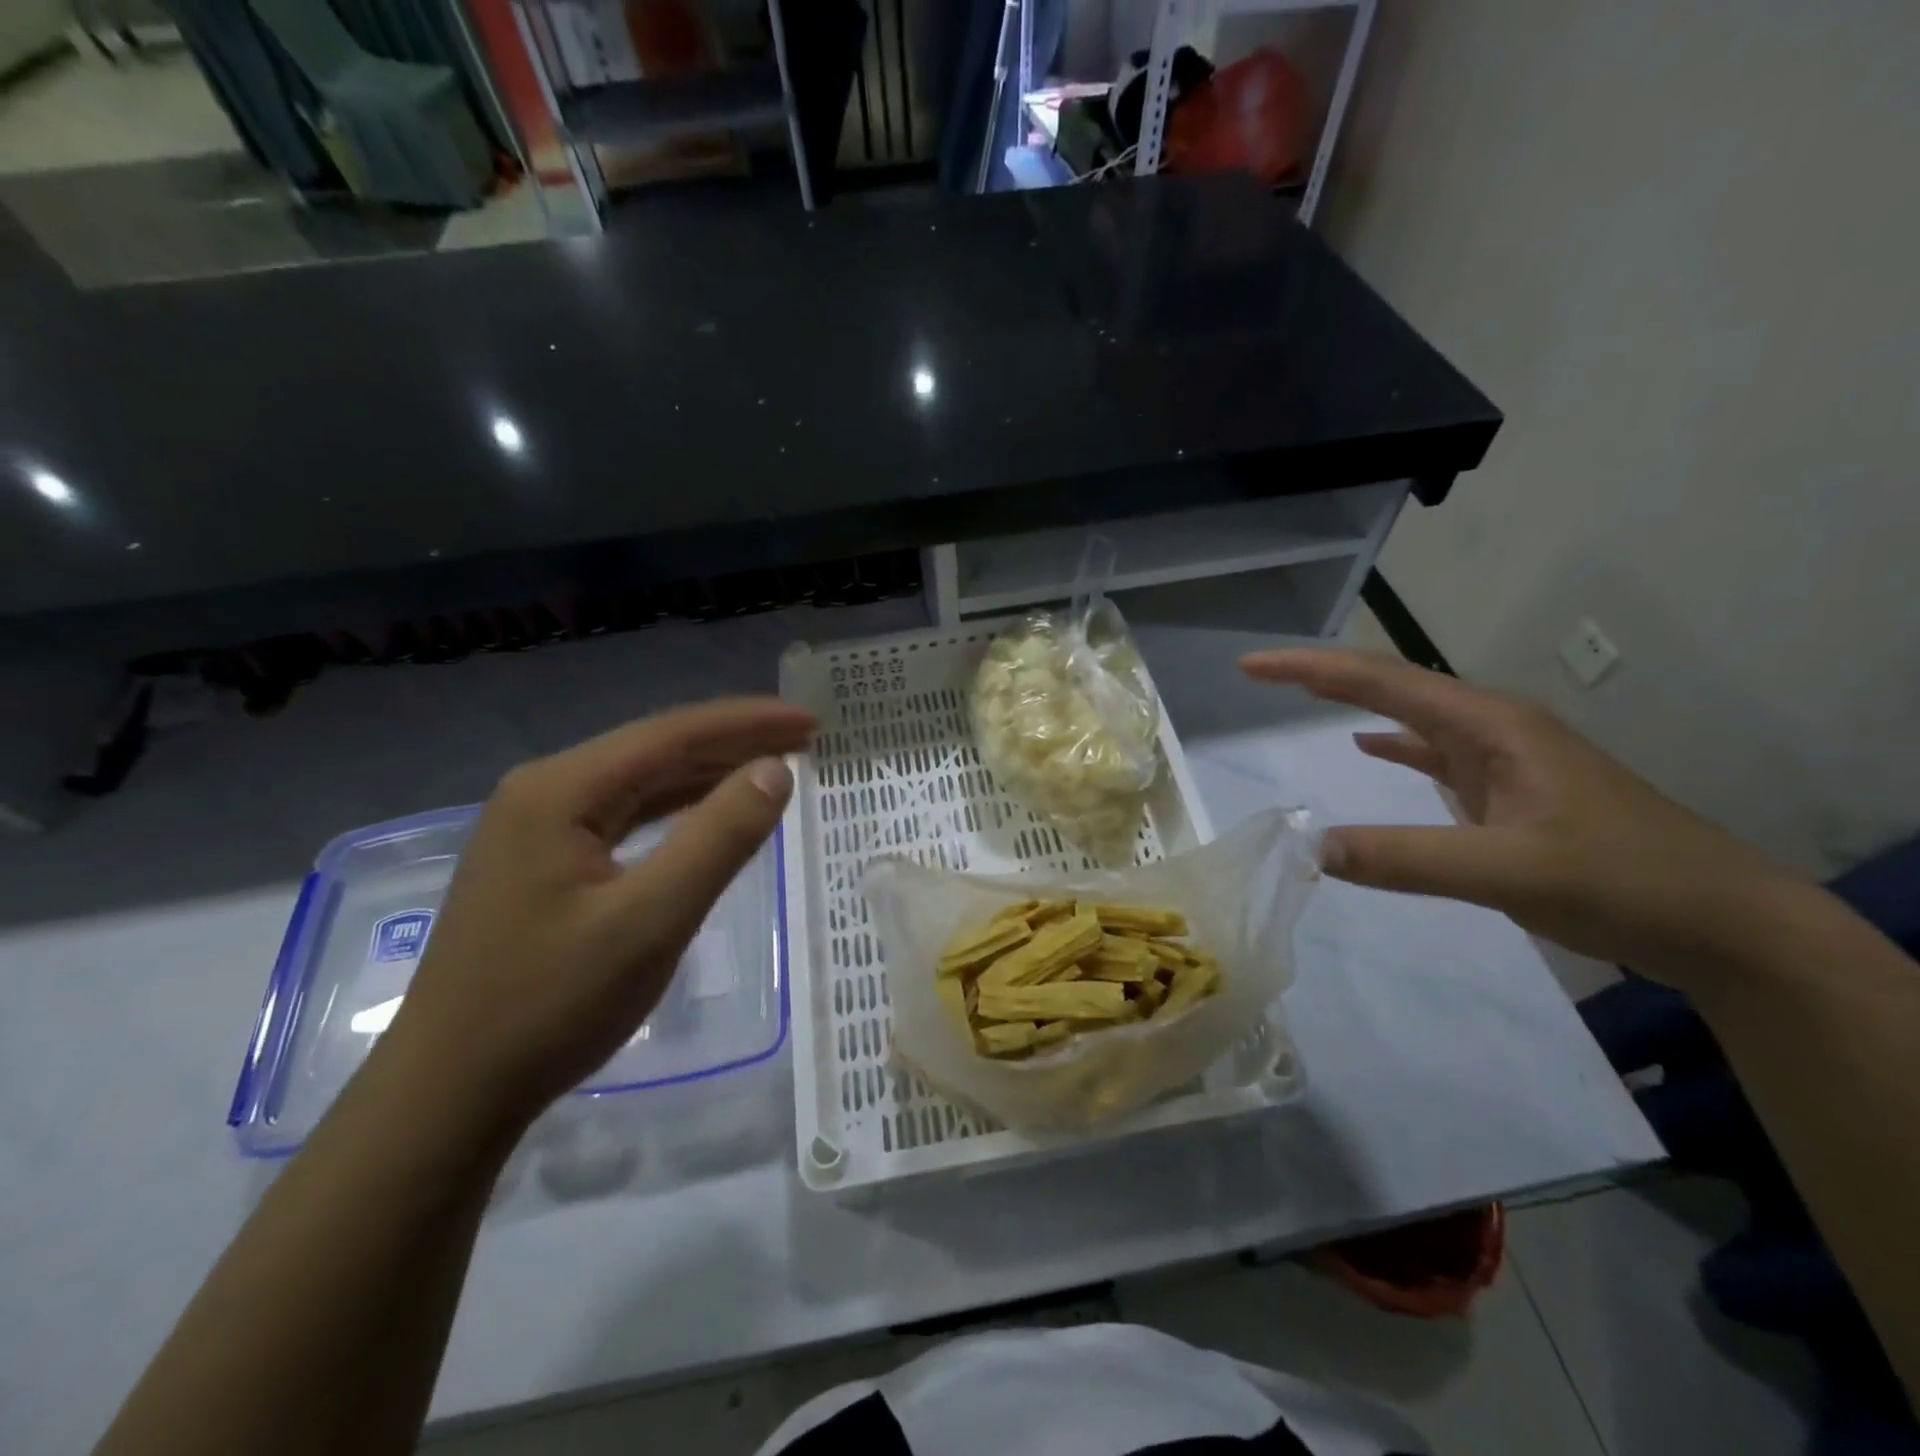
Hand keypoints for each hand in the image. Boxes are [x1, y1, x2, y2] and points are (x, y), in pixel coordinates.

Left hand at [379, 698, 815, 1132]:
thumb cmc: (552, 1004)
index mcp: (561, 789)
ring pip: (643, 781)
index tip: (810, 721)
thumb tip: (774, 771)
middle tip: (805, 740)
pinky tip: (713, 809)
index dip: (748, 723)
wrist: (450, 1092)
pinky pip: (627, 815)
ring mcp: (540, 825)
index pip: (673, 734)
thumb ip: (719, 838)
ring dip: (710, 771)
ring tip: (773, 765)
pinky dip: (680, 807)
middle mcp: (546, 790)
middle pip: (657, 749)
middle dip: (734, 741)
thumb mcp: (652, 919)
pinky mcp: (545, 859)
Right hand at [1240, 648, 1806, 990]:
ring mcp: (1503, 760)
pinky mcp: (1508, 793)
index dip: (1310, 670)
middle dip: (1322, 676)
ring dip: (1353, 702)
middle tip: (1259, 673)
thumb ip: (1409, 859)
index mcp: (1490, 725)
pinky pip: (1433, 753)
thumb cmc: (1624, 881)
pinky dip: (1392, 744)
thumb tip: (1312, 849)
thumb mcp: (1512, 872)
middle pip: (1391, 686)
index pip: (1381, 680)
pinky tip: (1367, 747)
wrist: (1725, 924)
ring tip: (1300, 695)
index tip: (1251, 666)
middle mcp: (1493, 729)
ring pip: (1410, 717)